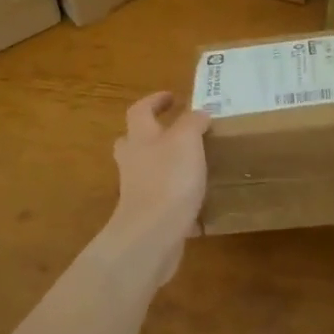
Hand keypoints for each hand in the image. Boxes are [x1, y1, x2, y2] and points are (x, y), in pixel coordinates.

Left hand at [104, 91, 210, 287]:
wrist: (152, 235)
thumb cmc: (168, 179)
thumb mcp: (187, 139)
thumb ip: (193, 122)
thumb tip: (199, 114)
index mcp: (140, 138)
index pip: (140, 110)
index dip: (155, 100)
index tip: (173, 97)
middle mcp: (133, 162)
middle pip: (134, 141)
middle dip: (152, 134)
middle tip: (175, 132)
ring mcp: (137, 191)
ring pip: (147, 170)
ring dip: (166, 165)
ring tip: (194, 165)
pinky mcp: (148, 216)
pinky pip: (162, 199)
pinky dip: (177, 197)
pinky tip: (199, 202)